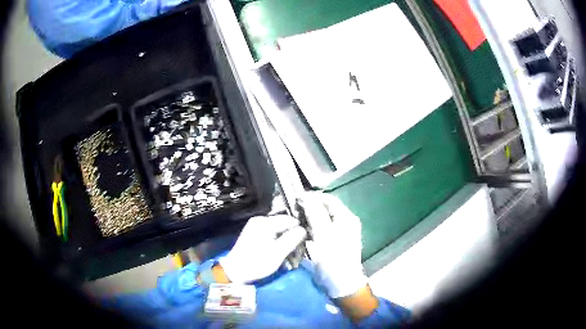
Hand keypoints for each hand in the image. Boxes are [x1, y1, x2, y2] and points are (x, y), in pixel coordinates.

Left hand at [219, 215, 306, 282]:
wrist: (235, 271)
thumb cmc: (257, 263)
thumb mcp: (278, 252)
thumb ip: (292, 239)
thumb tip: (303, 229)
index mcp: (266, 222)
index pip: (291, 221)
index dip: (299, 232)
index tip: (303, 245)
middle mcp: (260, 221)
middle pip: (284, 225)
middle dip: (292, 239)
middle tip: (296, 254)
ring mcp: (256, 227)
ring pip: (279, 231)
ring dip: (286, 243)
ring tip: (289, 258)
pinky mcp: (254, 234)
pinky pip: (271, 235)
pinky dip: (277, 244)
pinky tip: (279, 255)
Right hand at [301, 192, 367, 297]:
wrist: (341, 284)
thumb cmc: (333, 259)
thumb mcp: (323, 235)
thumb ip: (315, 214)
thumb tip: (305, 197)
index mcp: (347, 218)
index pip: (328, 199)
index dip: (312, 197)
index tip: (295, 200)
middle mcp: (346, 222)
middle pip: (326, 208)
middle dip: (310, 207)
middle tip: (294, 210)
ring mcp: (342, 233)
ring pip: (323, 219)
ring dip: (310, 217)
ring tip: (296, 220)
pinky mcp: (335, 242)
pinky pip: (322, 229)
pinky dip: (312, 228)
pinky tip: (303, 231)